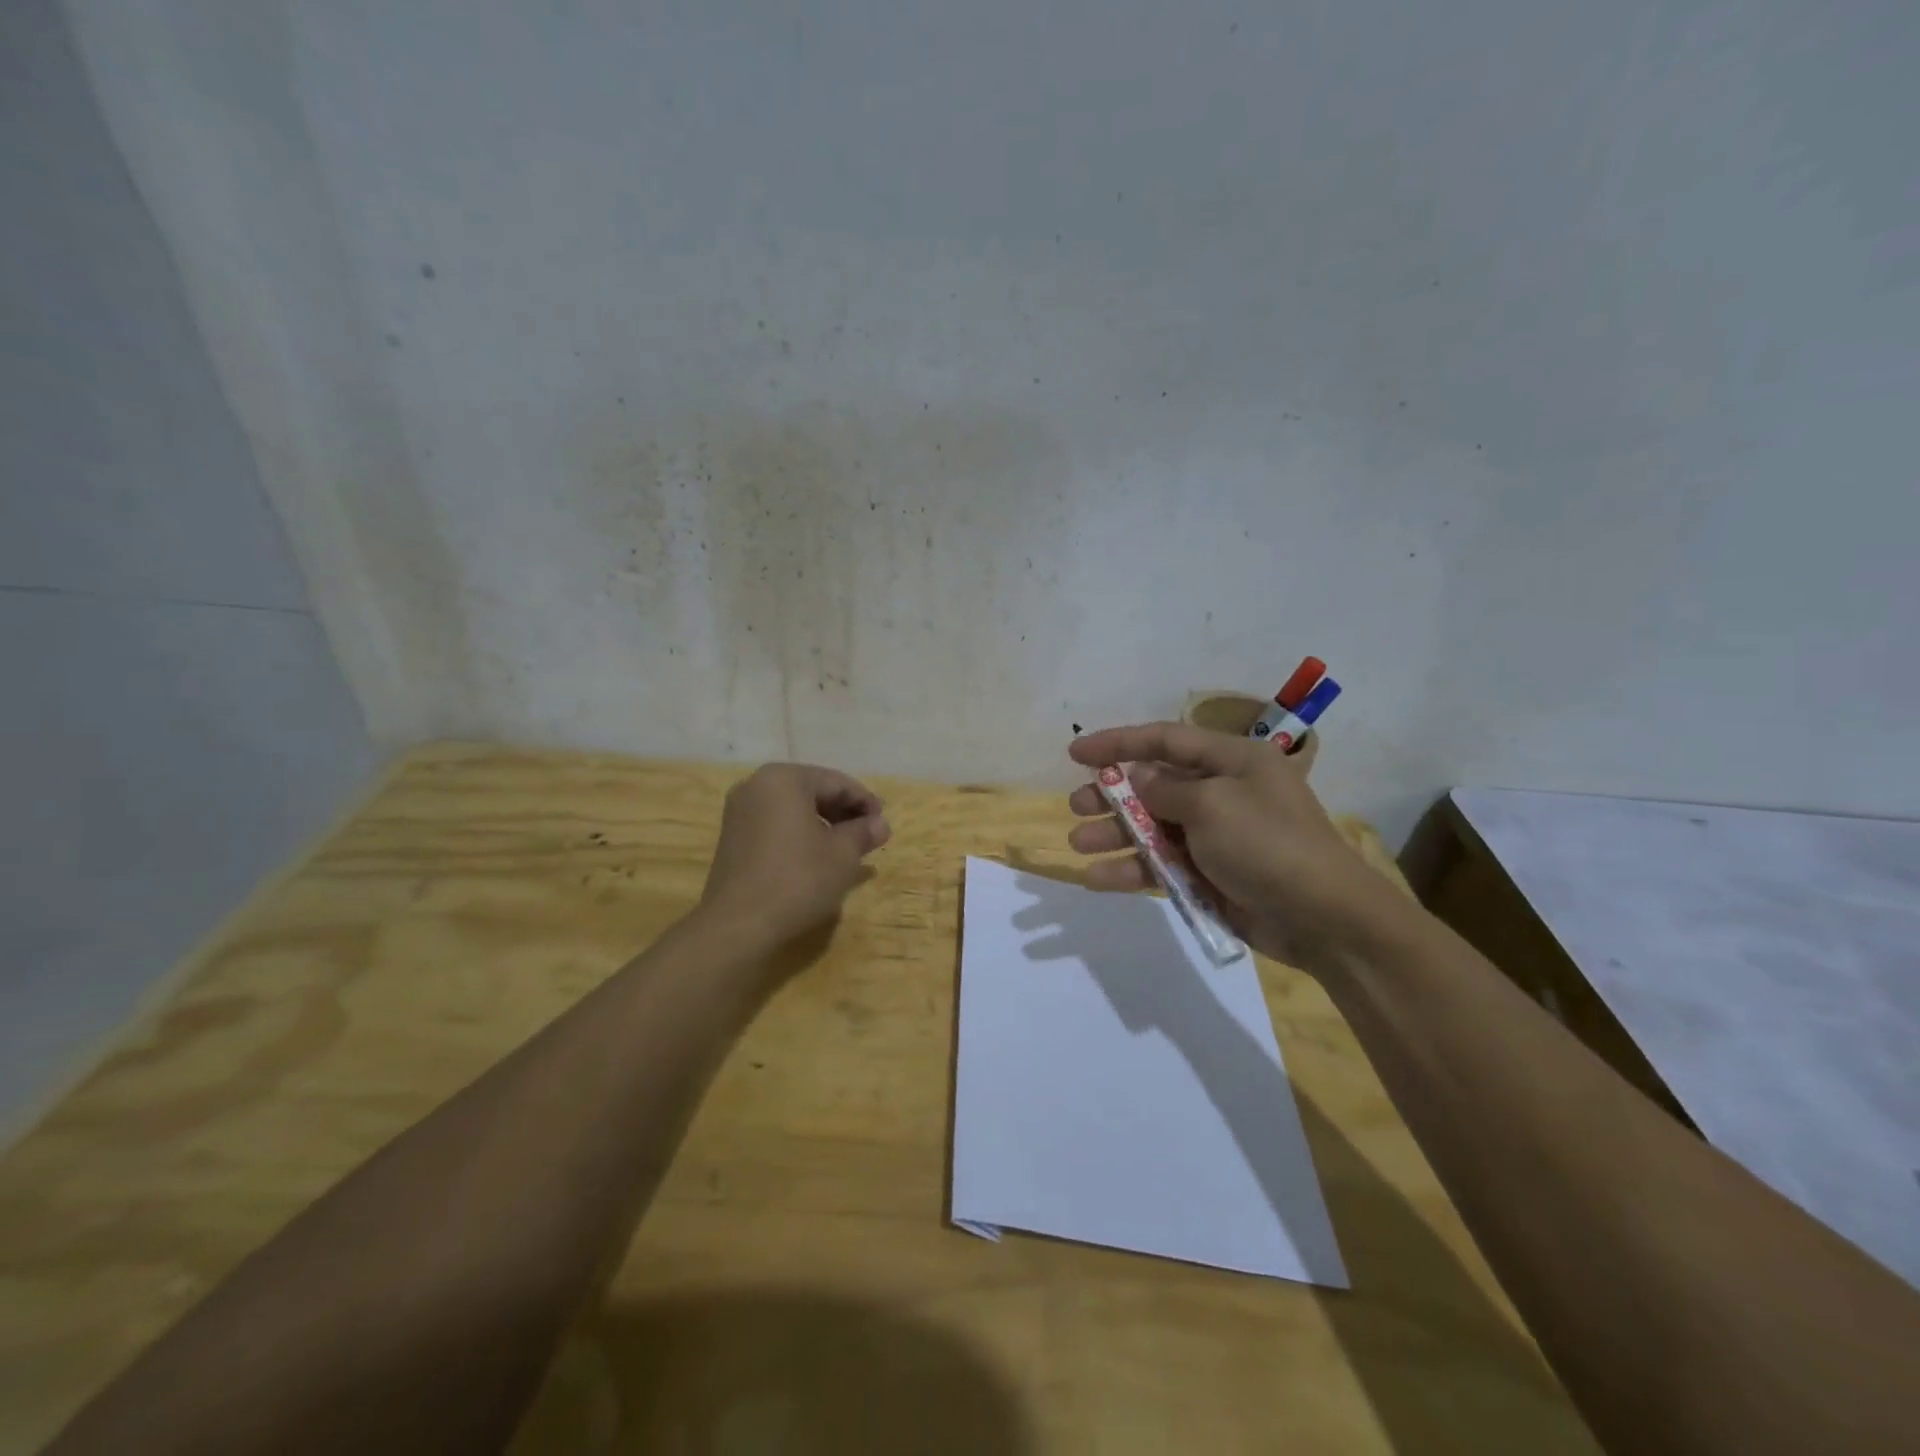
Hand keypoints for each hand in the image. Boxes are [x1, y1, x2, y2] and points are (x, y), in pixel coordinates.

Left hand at [700, 763, 890, 950]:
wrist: (738, 925)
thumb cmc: (797, 879)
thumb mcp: (842, 854)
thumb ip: (863, 832)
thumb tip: (881, 824)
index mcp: (784, 779)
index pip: (836, 782)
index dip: (864, 801)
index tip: (883, 823)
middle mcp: (757, 785)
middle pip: (812, 791)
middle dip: (842, 812)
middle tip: (867, 835)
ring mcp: (739, 811)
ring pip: (793, 809)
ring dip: (822, 824)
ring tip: (845, 849)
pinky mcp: (732, 837)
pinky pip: (775, 824)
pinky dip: (799, 833)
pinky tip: (815, 857)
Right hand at [1066, 722, 1392, 966]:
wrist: (1323, 919)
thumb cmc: (1268, 844)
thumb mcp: (1213, 805)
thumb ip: (1166, 789)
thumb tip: (1139, 778)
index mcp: (1232, 761)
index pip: (1166, 740)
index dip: (1118, 742)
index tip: (1076, 752)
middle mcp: (1222, 792)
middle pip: (1155, 785)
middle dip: (1113, 795)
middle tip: (1076, 806)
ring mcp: (1216, 837)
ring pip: (1153, 828)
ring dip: (1115, 835)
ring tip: (1079, 843)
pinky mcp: (1210, 875)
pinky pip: (1162, 865)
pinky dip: (1132, 870)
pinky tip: (1098, 879)